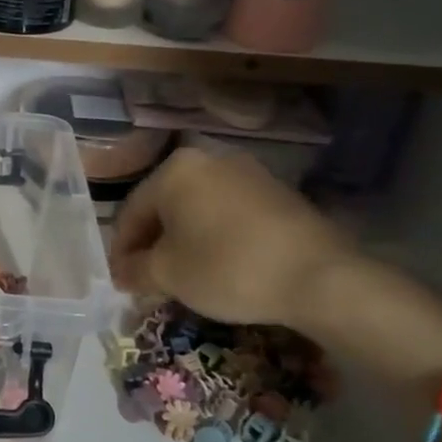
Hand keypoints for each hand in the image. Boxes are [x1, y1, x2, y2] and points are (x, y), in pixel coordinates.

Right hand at [107, 146, 357, 328]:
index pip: (131, 212)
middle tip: (150, 280)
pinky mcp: (277, 193)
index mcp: (174, 170)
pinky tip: (220, 267)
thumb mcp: (168, 274)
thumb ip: (135, 270)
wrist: (320, 277)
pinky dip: (215, 238)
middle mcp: (208, 160)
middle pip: (165, 207)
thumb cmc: (227, 268)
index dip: (122, 250)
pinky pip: (229, 214)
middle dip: (154, 245)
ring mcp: (247, 173)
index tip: (122, 281)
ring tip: (184, 277)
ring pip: (198, 210)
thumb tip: (122, 273)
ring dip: (184, 241)